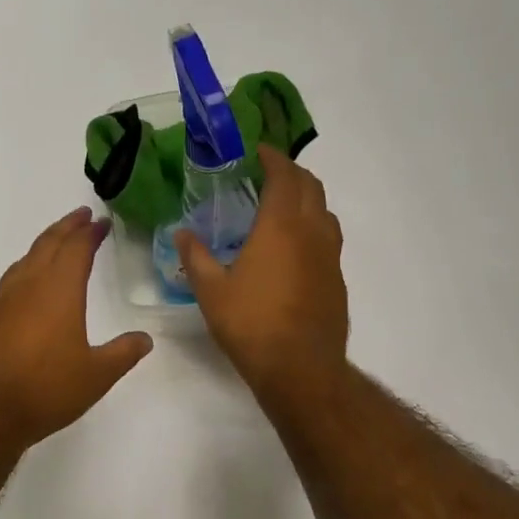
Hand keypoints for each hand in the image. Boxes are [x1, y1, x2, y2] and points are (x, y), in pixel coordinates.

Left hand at [0, 207, 153, 448]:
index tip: (100, 222)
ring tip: (56, 244)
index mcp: (59, 290)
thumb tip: (144, 339)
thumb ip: (122, 354)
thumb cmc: (45, 388)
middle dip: (66, 227)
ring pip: (25, 260)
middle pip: (48, 244)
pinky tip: (28, 287)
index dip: (90, 232)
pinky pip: (10, 282)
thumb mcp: (96, 376)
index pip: (76, 248)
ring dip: (44, 245)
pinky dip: (26, 271)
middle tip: (81, 216)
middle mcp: (28, 286)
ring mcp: (1, 301)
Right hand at [178, 145, 348, 401]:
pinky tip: (294, 250)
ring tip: (282, 208)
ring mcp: (330, 256)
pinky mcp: (337, 279)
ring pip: (325, 212)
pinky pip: (328, 239)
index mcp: (280, 225)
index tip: (258, 150)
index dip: (272, 157)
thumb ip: (196, 256)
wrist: (300, 368)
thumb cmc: (251, 323)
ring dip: (307, 199)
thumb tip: (181, 233)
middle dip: (291, 173)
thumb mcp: (211, 290)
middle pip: (311, 186)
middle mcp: (312, 232)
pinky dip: (313, 228)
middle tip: (268, 174)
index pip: (283, 175)